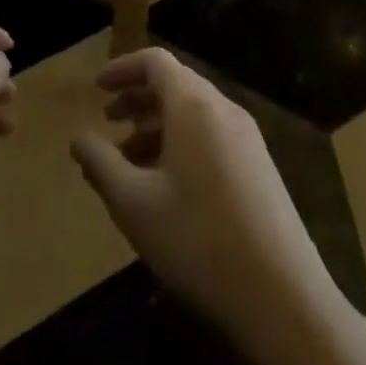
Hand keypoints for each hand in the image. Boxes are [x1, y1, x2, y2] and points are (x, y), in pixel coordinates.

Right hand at [71, 47, 329, 336]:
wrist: (286, 302)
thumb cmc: (199, 241)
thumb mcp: (133, 203)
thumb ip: (100, 163)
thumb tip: (79, 139)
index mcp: (194, 106)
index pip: (156, 62)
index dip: (122, 68)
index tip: (96, 88)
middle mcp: (225, 112)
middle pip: (176, 84)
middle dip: (138, 97)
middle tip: (108, 120)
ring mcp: (249, 142)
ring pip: (194, 114)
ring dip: (157, 125)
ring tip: (129, 160)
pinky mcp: (261, 171)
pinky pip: (213, 137)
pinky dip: (182, 144)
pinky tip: (166, 186)